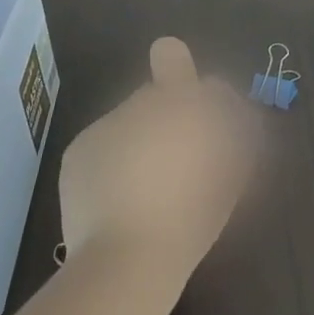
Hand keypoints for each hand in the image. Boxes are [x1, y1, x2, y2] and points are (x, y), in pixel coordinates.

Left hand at [59, 37, 258, 278]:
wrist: (126, 258)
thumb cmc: (191, 217)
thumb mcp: (231, 177)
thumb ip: (234, 137)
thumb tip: (233, 120)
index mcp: (180, 102)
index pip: (173, 56)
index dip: (183, 75)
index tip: (195, 110)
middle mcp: (139, 101)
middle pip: (153, 94)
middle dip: (164, 117)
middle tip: (174, 161)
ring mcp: (104, 124)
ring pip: (127, 122)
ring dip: (138, 141)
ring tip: (143, 188)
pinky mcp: (78, 150)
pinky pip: (102, 146)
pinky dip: (111, 163)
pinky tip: (117, 199)